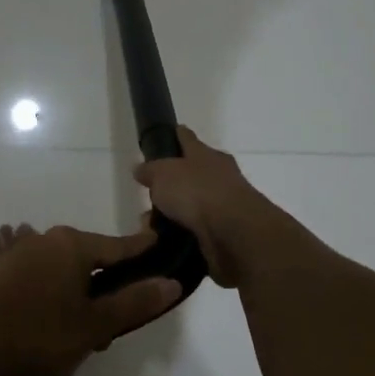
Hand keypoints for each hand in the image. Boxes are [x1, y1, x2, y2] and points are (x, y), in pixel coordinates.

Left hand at [0, 224, 182, 375]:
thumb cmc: (38, 335)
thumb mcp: (93, 325)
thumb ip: (133, 302)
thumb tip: (171, 282)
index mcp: (71, 244)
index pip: (117, 245)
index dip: (141, 249)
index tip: (159, 244)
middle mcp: (43, 238)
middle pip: (85, 255)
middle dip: (100, 280)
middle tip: (109, 319)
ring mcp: (15, 252)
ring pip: (54, 262)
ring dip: (67, 282)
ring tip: (72, 316)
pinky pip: (26, 269)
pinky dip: (37, 280)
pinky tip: (33, 293)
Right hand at [133, 127, 281, 286]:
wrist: (234, 233)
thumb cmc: (197, 192)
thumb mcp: (163, 174)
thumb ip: (150, 171)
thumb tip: (140, 169)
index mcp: (207, 155)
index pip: (188, 139)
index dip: (177, 135)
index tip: (170, 133)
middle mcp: (219, 176)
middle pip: (192, 174)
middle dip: (171, 184)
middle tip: (150, 193)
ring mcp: (224, 206)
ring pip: (192, 206)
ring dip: (174, 214)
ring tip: (149, 225)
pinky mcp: (225, 234)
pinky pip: (196, 231)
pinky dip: (181, 235)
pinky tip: (163, 242)